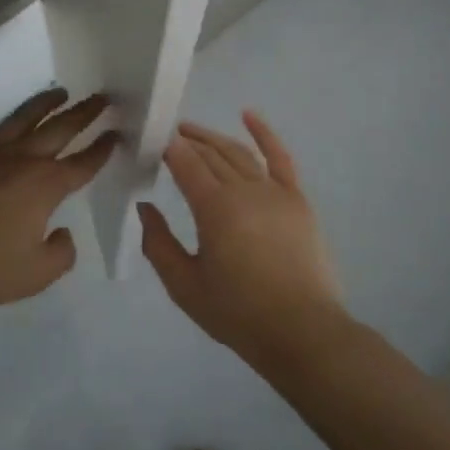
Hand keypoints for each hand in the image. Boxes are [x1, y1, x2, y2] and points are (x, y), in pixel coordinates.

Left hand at [0, 89, 116, 308]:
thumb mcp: (35, 274)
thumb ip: (60, 254)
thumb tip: (62, 233)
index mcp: (45, 185)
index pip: (83, 163)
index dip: (102, 148)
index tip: (116, 133)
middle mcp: (22, 158)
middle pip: (60, 128)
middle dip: (84, 113)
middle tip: (102, 97)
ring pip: (25, 117)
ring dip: (47, 104)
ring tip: (61, 93)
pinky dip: (7, 123)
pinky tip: (9, 124)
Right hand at [138, 111, 346, 364]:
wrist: (304, 335)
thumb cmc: (239, 313)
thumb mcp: (184, 286)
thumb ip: (158, 244)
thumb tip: (145, 207)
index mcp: (214, 207)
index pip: (184, 161)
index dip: (166, 146)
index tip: (149, 139)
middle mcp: (244, 189)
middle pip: (209, 153)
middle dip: (186, 140)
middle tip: (166, 136)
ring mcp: (274, 191)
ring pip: (238, 153)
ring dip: (213, 138)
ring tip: (192, 131)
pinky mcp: (297, 200)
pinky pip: (279, 158)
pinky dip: (264, 133)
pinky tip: (248, 115)